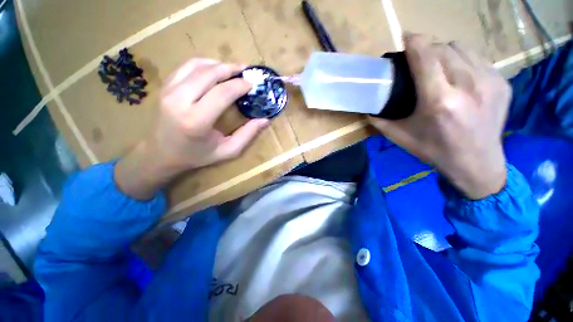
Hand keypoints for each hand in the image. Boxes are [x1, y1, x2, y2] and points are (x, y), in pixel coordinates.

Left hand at [115, 59, 268, 198]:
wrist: (161, 154)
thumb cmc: (197, 156)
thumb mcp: (227, 151)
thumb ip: (247, 135)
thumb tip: (265, 120)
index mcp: (196, 121)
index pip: (222, 93)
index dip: (240, 85)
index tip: (252, 84)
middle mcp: (179, 101)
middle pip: (209, 74)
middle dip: (231, 69)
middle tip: (246, 70)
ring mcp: (169, 91)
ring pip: (197, 66)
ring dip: (219, 64)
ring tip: (234, 69)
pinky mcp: (165, 86)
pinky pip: (186, 67)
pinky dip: (204, 64)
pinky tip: (215, 69)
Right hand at [369, 33, 510, 198]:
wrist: (477, 163)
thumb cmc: (434, 150)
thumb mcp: (400, 137)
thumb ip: (380, 120)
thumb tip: (367, 107)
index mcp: (439, 101)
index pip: (426, 56)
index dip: (414, 41)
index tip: (405, 36)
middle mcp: (467, 85)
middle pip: (443, 48)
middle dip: (426, 47)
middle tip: (416, 58)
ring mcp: (489, 81)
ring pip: (461, 48)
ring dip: (444, 51)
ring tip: (437, 64)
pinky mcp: (502, 82)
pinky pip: (477, 58)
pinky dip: (462, 60)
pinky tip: (457, 74)